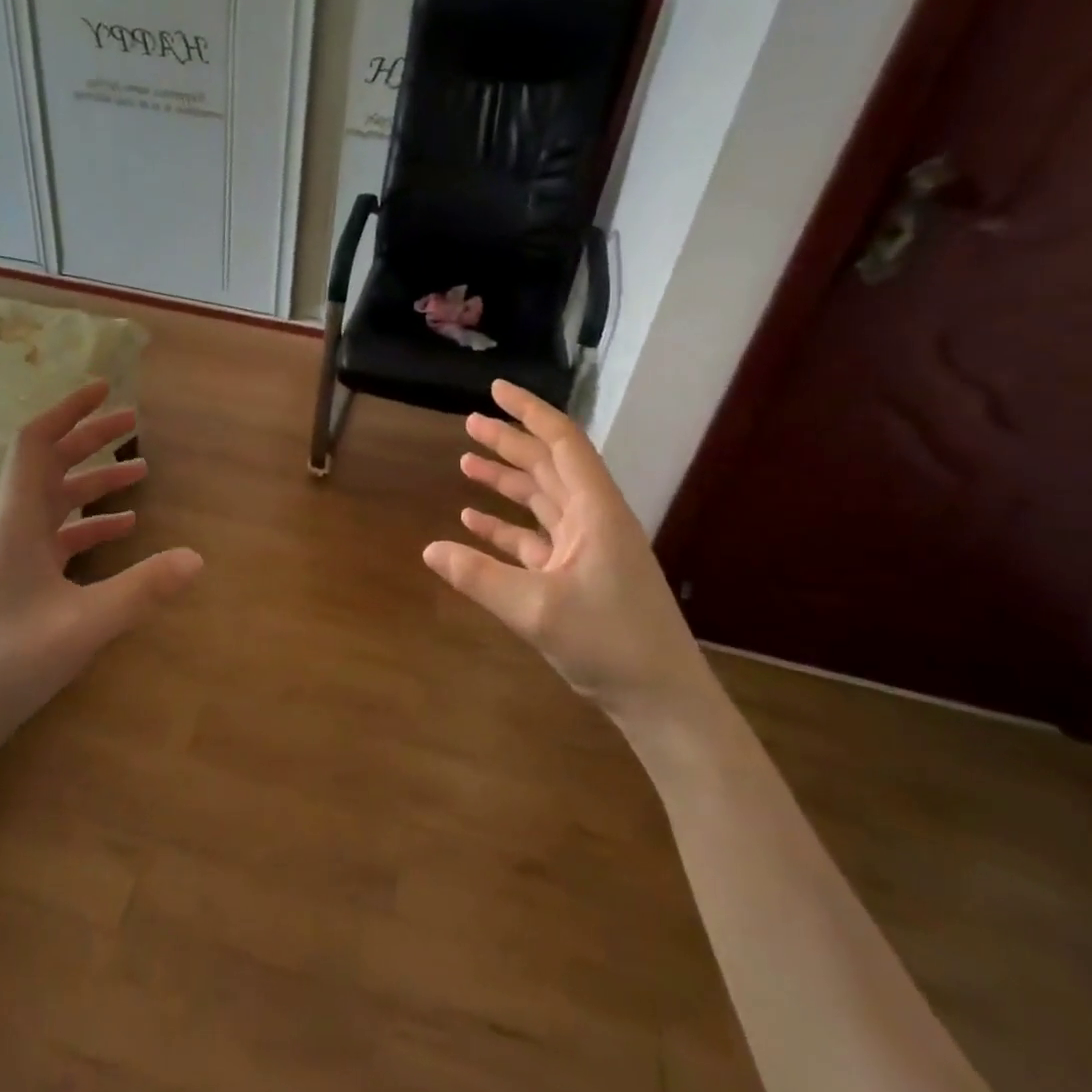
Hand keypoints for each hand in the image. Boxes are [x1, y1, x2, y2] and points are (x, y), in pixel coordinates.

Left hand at [0, 380, 202, 748]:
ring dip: (94, 483)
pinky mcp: (18, 584)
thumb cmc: (6, 662)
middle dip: (90, 439)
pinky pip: (57, 538)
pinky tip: (122, 531)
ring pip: (56, 502)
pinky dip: (89, 525)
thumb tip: (198, 558)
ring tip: (140, 473)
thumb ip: (142, 589)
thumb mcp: (84, 624)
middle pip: (50, 465)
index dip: (68, 410)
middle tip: (134, 424)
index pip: (36, 444)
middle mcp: (12, 529)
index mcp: (18, 521)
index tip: (104, 389)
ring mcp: (13, 558)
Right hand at [423, 379, 711, 724]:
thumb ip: (479, 577)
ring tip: (466, 463)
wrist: (663, 700)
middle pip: (548, 467)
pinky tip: (474, 521)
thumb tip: (429, 550)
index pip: (562, 444)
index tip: (496, 390)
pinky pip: (536, 538)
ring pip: (542, 500)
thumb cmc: (610, 644)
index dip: (529, 412)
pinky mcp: (579, 575)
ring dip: (506, 482)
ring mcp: (588, 548)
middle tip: (469, 424)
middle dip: (510, 442)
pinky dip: (506, 527)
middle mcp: (594, 520)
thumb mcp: (536, 610)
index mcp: (596, 512)